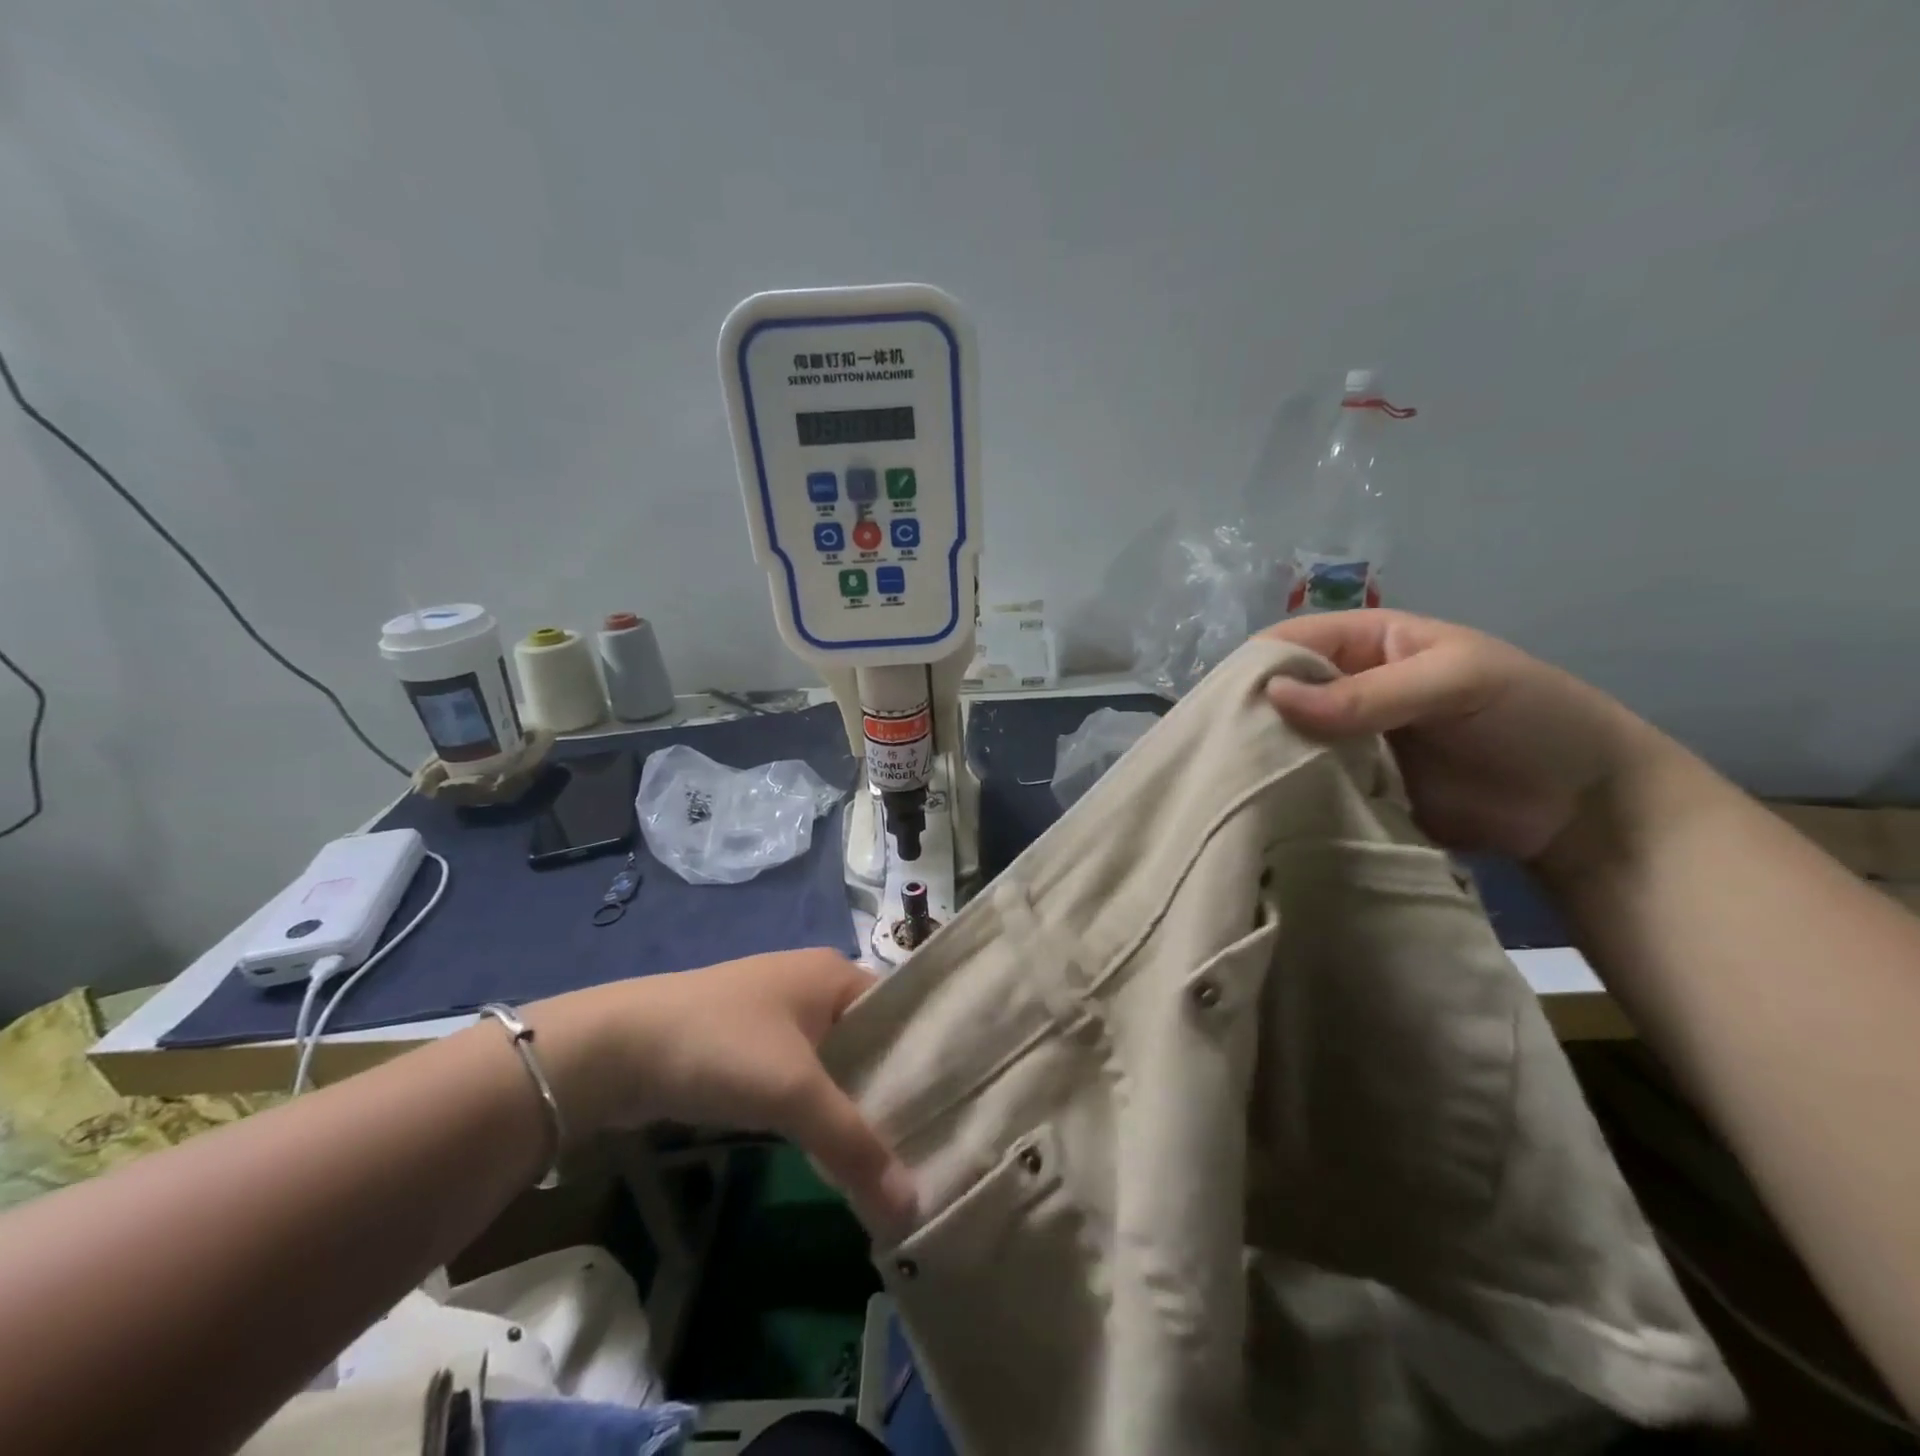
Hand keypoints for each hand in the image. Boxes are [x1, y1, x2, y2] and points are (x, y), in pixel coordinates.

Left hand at [531, 950, 915, 1237]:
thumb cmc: (721, 1047)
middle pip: (869, 1041)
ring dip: (852, 1104)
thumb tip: (913, 1209)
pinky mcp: (745, 1046)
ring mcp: (775, 1014)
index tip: (956, 1111)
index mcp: (834, 973)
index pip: (900, 1013)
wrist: (613, 1048)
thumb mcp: (794, 1094)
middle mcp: (810, 985)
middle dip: (891, 1090)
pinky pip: (799, 1076)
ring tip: (891, 1156)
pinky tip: (832, 1147)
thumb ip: (856, 1148)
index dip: (927, 1059)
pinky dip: (816, 1108)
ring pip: (833, 1062)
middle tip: (930, 1145)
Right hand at [1260, 610, 1652, 865]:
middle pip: (1279, 694)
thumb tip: (1273, 696)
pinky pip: (1306, 783)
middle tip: (1220, 751)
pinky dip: (1285, 792)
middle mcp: (1345, 689)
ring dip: (1264, 757)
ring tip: (1230, 782)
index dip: (1256, 666)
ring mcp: (1346, 741)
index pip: (1291, 642)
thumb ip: (1368, 693)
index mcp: (1366, 643)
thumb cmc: (1530, 717)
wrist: (1582, 808)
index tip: (1222, 705)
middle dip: (1251, 716)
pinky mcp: (1350, 787)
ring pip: (1286, 741)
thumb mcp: (1456, 682)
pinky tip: (1261, 805)